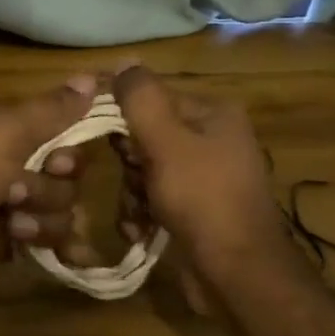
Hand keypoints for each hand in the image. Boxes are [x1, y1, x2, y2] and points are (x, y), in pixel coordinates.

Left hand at [0, 76, 101, 313]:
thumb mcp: (4, 132)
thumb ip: (51, 110)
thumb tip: (94, 76)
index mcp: (5, 133)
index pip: (61, 131)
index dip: (69, 146)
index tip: (57, 158)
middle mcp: (11, 167)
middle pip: (67, 173)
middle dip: (51, 185)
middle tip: (17, 193)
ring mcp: (12, 210)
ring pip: (63, 209)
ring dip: (43, 217)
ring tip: (10, 225)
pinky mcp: (13, 248)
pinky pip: (54, 242)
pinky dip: (57, 245)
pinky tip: (59, 254)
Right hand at [111, 64, 292, 294]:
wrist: (237, 275)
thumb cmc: (203, 200)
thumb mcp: (167, 142)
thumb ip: (141, 99)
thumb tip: (123, 61)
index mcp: (213, 114)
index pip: (152, 96)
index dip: (120, 114)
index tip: (97, 136)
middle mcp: (212, 140)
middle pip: (146, 135)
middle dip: (129, 162)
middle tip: (135, 180)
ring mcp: (204, 178)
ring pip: (144, 170)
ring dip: (132, 193)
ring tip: (140, 215)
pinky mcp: (195, 210)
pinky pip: (154, 198)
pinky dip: (142, 213)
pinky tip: (142, 231)